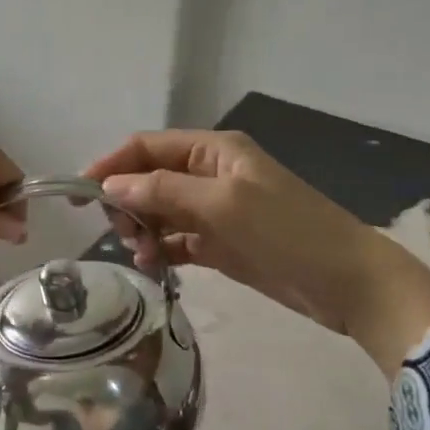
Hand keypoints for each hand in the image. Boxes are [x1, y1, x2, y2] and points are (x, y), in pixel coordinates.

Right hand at [86, 130, 429, 371]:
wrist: (347, 282)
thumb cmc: (287, 232)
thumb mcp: (224, 205)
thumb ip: (164, 192)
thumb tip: (110, 186)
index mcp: (214, 151)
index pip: (148, 147)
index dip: (112, 165)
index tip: (81, 194)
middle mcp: (210, 174)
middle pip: (150, 179)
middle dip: (128, 202)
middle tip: (122, 233)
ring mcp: (216, 210)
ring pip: (161, 212)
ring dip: (144, 229)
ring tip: (143, 256)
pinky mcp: (221, 243)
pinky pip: (178, 240)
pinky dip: (162, 249)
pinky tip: (155, 265)